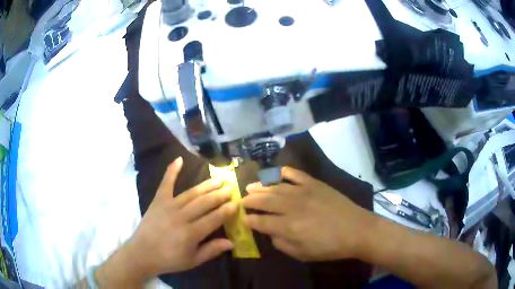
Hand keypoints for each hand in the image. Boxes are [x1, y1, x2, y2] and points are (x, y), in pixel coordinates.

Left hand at [96, 157, 237, 286]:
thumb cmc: (169, 260)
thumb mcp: (193, 261)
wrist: (142, 254)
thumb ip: (211, 250)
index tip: (236, 203)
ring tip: (217, 180)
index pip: (214, 218)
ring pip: (191, 194)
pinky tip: (179, 159)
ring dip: (205, 186)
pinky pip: (166, 184)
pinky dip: (172, 171)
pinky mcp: (158, 201)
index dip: (226, 210)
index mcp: (191, 233)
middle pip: (204, 203)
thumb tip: (231, 242)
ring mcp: (169, 206)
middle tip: (230, 188)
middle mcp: (181, 217)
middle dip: (219, 195)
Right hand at [242, 167, 372, 261]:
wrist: (356, 229)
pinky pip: (294, 174)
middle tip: (241, 201)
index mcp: (288, 227)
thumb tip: (271, 233)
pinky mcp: (314, 183)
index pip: (261, 221)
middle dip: (249, 201)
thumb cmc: (330, 246)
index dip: (249, 220)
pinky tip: (274, 173)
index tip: (243, 219)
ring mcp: (303, 192)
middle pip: (264, 201)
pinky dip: (282, 172)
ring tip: (250, 187)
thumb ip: (282, 244)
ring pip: (275, 187)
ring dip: (260, 187)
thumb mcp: (303, 254)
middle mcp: (292, 207)